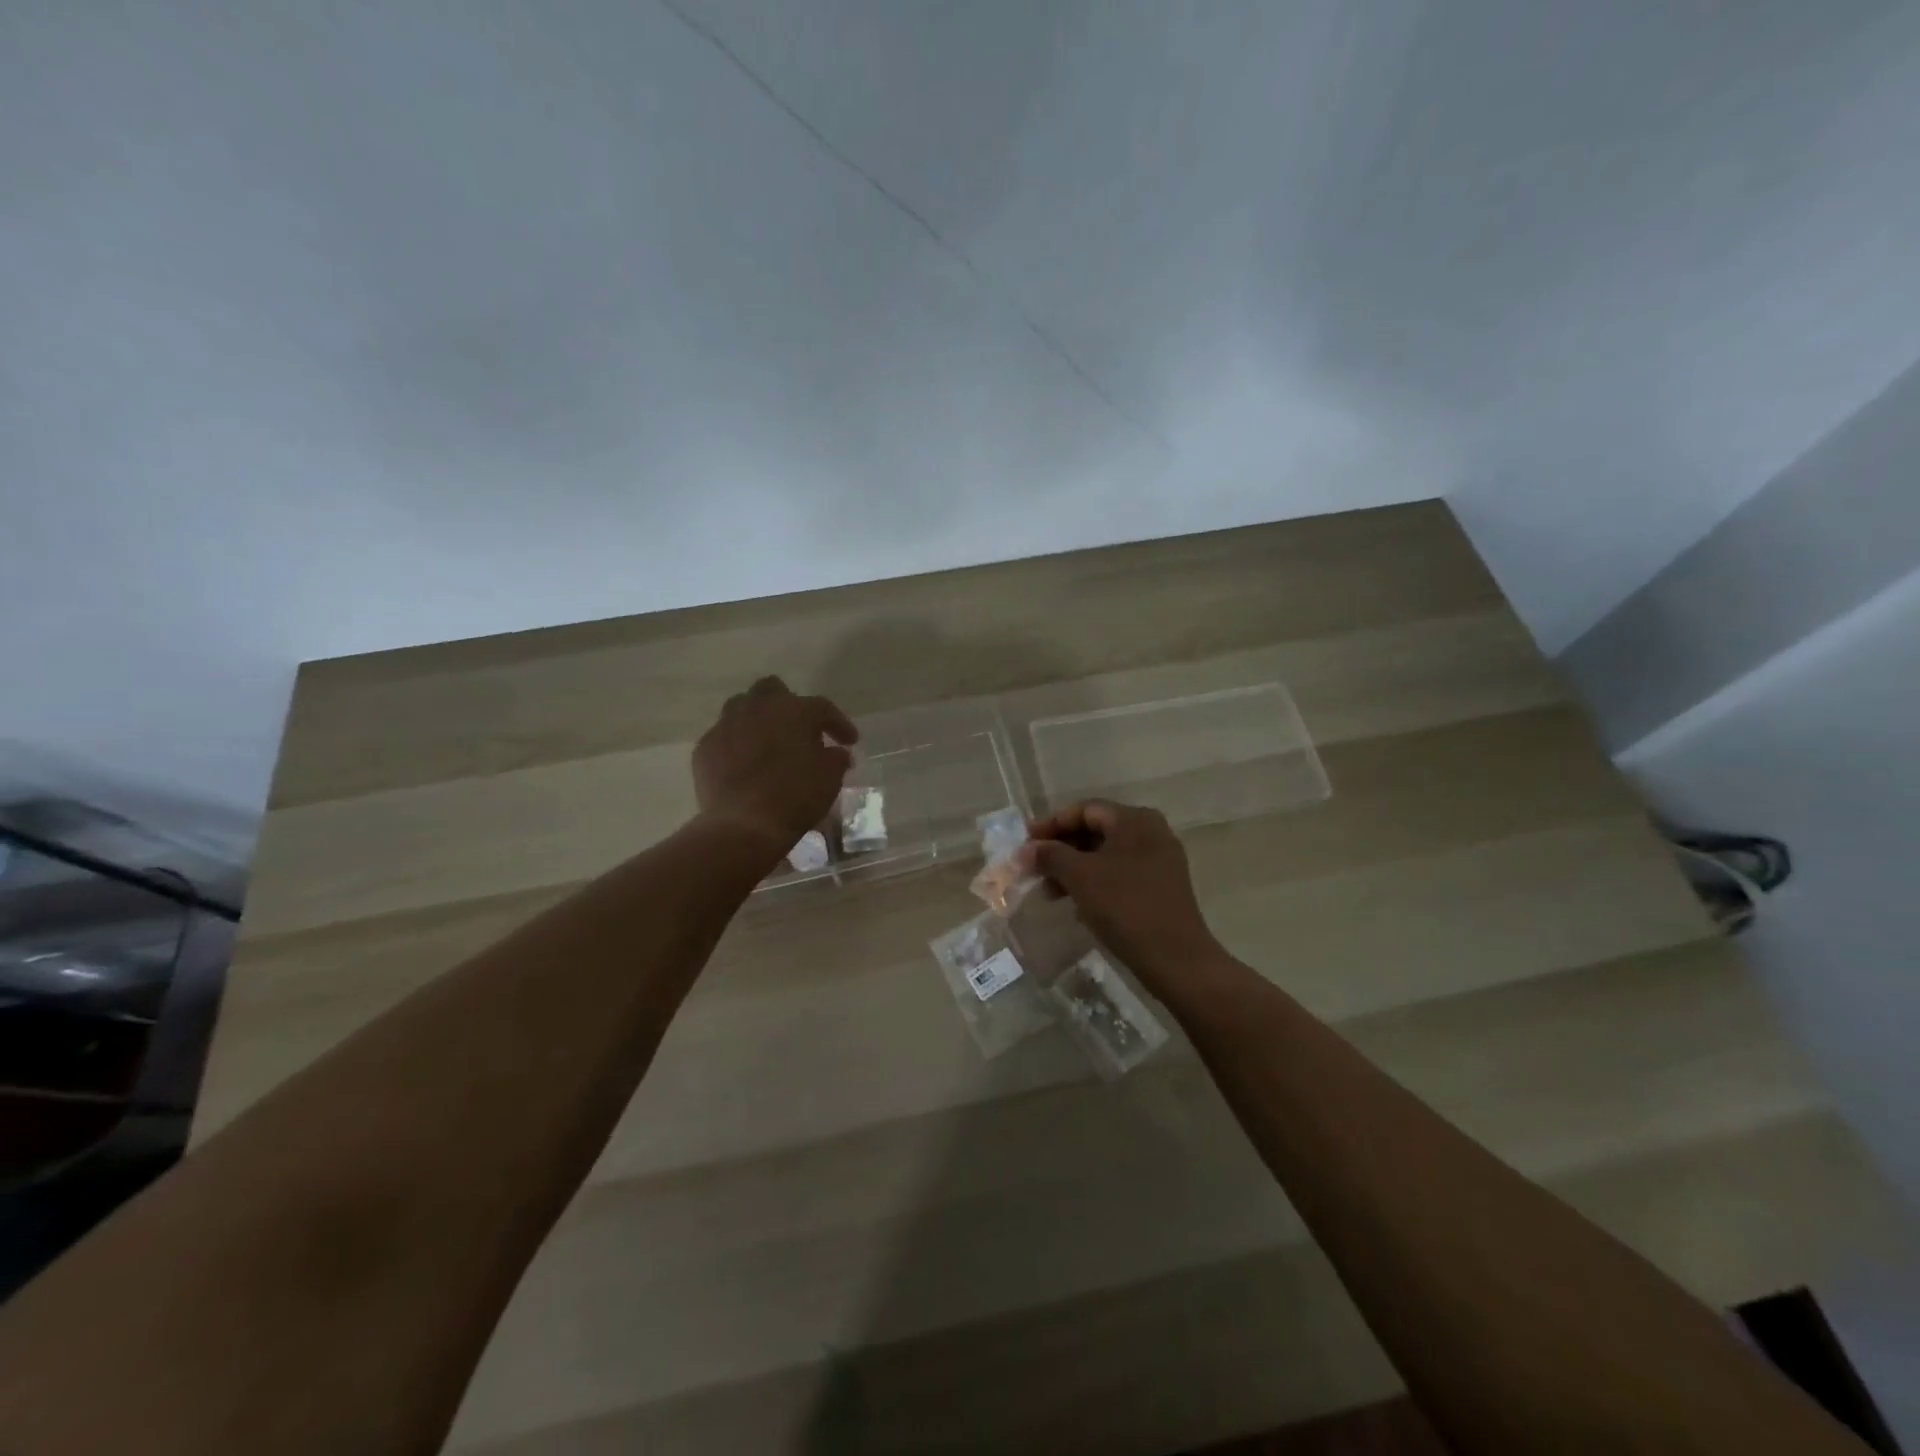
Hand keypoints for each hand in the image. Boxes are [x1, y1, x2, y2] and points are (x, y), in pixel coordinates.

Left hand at [693, 677, 857, 852]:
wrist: (743, 825)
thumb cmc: (795, 797)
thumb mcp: (830, 778)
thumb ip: (836, 758)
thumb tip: (836, 752)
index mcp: (794, 710)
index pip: (822, 708)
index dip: (838, 723)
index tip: (850, 741)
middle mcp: (758, 708)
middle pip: (773, 690)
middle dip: (787, 705)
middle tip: (800, 730)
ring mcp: (727, 725)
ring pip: (742, 707)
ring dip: (758, 720)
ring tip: (768, 742)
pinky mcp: (705, 747)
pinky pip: (724, 736)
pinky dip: (737, 745)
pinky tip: (744, 765)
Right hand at [1017, 800, 1221, 982]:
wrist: (1176, 959)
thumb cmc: (1125, 907)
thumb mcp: (1080, 877)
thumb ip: (1050, 855)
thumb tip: (1026, 850)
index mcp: (1135, 820)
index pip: (1084, 810)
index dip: (1051, 824)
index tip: (1025, 844)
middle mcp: (1151, 832)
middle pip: (1095, 831)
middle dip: (1061, 850)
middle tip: (1034, 869)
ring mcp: (1159, 860)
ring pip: (1106, 855)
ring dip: (1074, 869)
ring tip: (1050, 892)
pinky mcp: (1161, 886)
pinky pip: (1120, 874)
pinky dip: (1095, 882)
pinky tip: (1077, 904)